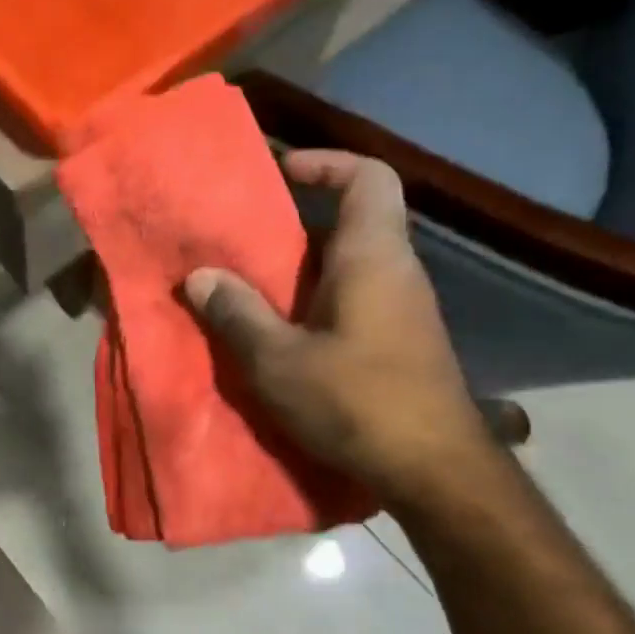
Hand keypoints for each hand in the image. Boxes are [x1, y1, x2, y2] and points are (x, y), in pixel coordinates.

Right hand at [184, 151, 490, 505]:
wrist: (434, 470)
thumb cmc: (357, 402)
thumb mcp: (278, 361)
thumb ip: (236, 314)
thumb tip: (200, 276)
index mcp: (372, 257)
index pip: (368, 178)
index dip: (327, 163)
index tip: (282, 173)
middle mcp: (396, 271)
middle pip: (354, 221)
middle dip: (298, 225)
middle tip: (245, 242)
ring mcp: (404, 309)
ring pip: (351, 266)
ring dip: (303, 270)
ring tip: (251, 290)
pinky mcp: (402, 343)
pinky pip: (355, 300)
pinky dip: (317, 303)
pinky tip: (283, 336)